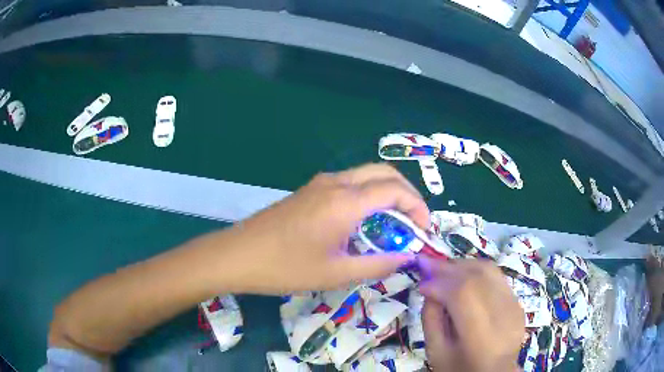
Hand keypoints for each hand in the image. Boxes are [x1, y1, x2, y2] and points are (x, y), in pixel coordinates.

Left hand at [225, 163, 429, 293]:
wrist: (239, 255)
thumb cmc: (286, 268)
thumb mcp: (337, 273)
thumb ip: (378, 265)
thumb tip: (406, 258)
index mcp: (345, 201)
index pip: (395, 190)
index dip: (417, 207)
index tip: (423, 230)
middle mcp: (336, 183)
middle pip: (384, 173)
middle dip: (407, 193)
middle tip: (414, 221)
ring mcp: (321, 183)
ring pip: (367, 175)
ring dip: (388, 192)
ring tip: (396, 222)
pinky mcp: (310, 190)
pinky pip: (350, 183)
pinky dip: (369, 195)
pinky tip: (367, 220)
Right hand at [418, 258, 523, 371]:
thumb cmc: (460, 368)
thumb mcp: (436, 352)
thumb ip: (431, 319)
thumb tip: (429, 288)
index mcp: (482, 336)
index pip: (463, 294)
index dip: (440, 283)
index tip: (420, 283)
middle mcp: (504, 315)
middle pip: (477, 276)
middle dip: (448, 267)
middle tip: (426, 265)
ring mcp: (514, 305)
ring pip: (488, 270)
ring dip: (462, 265)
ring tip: (443, 270)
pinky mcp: (518, 302)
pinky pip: (496, 276)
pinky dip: (475, 272)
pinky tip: (462, 278)